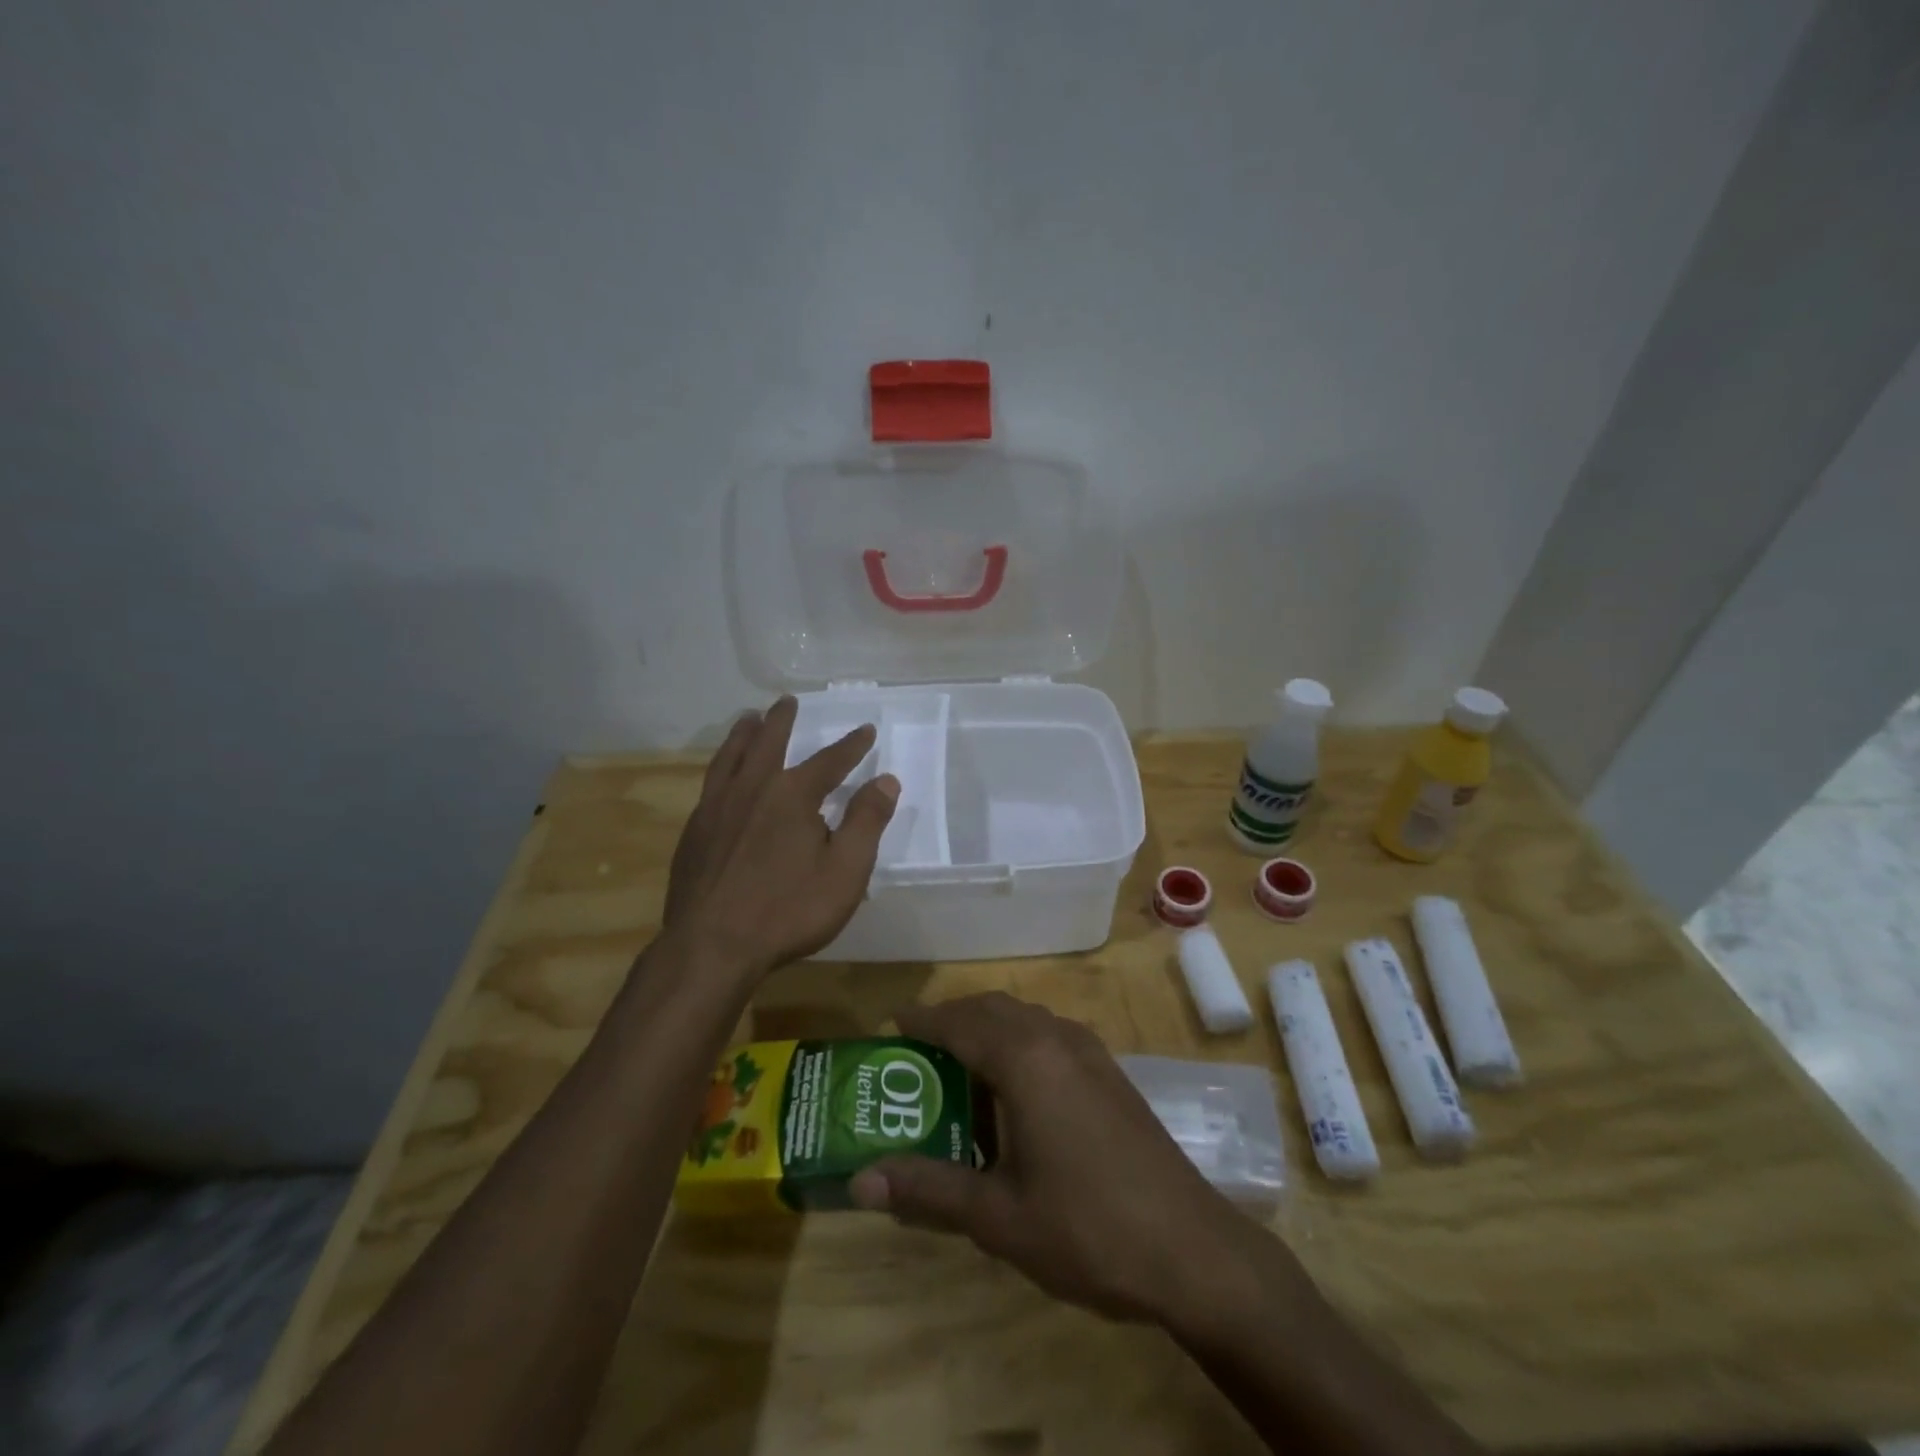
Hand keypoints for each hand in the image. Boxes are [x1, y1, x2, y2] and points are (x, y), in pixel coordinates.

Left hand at [663, 696, 897, 981]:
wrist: (712, 946)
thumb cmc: (788, 910)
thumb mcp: (845, 870)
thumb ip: (866, 822)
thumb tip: (886, 780)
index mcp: (792, 795)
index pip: (830, 760)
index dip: (851, 746)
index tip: (865, 730)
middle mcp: (752, 789)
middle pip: (768, 742)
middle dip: (782, 721)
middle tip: (786, 701)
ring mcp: (716, 808)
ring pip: (730, 757)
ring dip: (743, 734)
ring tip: (747, 719)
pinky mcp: (694, 831)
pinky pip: (710, 783)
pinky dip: (721, 766)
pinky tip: (722, 776)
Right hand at [850, 994, 1309, 1330]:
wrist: (1192, 1250)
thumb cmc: (1087, 1229)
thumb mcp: (998, 1217)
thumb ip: (928, 1190)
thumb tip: (860, 1179)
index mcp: (1026, 1059)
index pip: (960, 1022)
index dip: (922, 1021)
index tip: (889, 1027)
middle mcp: (1057, 1039)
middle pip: (993, 1009)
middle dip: (952, 1020)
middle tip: (916, 1053)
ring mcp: (1090, 1052)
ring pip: (1025, 1018)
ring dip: (987, 1030)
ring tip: (957, 1072)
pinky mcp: (1109, 1073)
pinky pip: (1050, 1036)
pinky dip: (1018, 1044)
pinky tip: (1013, 1095)